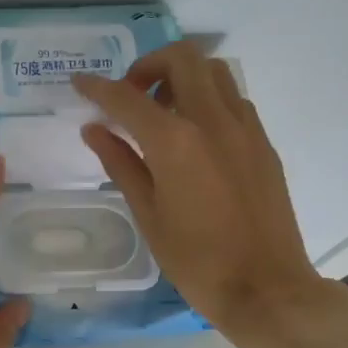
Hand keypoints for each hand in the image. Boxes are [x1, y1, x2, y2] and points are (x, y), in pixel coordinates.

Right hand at [71, 40, 347, 340]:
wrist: (267, 289)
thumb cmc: (196, 260)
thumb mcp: (147, 213)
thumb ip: (120, 162)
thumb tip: (94, 129)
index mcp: (175, 142)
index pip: (127, 97)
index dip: (97, 86)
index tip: (79, 82)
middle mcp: (213, 121)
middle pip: (181, 58)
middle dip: (148, 65)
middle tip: (132, 96)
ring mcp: (245, 128)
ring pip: (214, 71)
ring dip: (183, 77)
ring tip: (164, 113)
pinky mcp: (264, 143)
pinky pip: (233, 100)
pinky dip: (208, 100)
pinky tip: (196, 136)